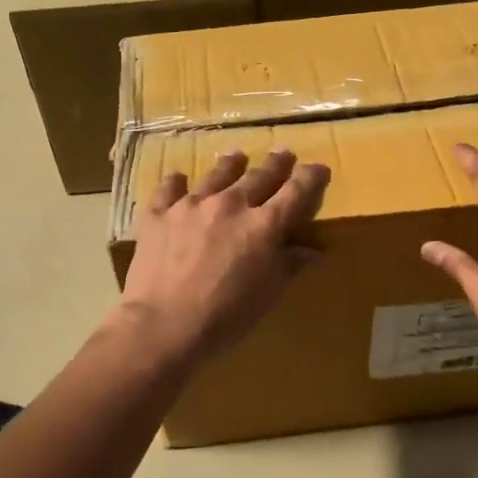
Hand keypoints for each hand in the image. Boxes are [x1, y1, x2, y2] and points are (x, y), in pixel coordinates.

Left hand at [117, 148, 329, 360]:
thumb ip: (289, 264)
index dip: (310, 177)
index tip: (318, 168)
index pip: (296, 192)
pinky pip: (169, 189)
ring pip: (217, 175)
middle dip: (276, 164)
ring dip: (230, 165)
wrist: (164, 324)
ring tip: (236, 156)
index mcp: (264, 225)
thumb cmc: (225, 316)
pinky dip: (177, 183)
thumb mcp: (267, 294)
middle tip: (283, 153)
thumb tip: (313, 250)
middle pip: (259, 176)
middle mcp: (231, 204)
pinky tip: (179, 179)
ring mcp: (192, 205)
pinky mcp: (159, 214)